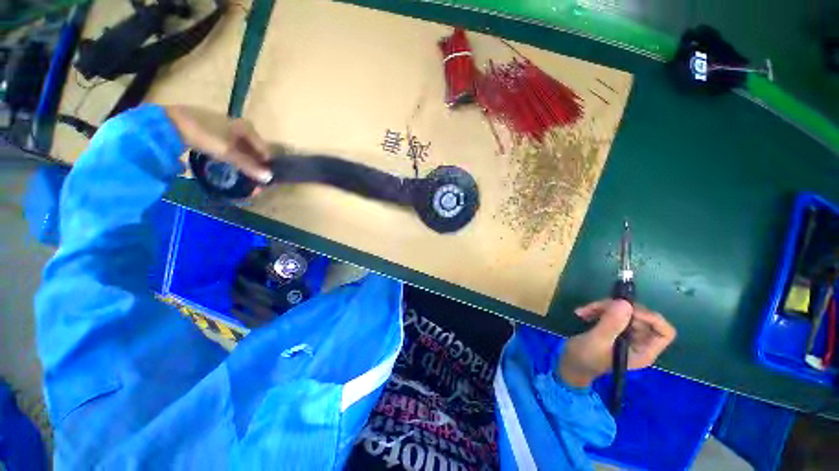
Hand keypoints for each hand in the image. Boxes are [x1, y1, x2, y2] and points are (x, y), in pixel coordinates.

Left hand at [165, 105, 272, 183]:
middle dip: (255, 162)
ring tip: (241, 173)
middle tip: (253, 177)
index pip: (264, 149)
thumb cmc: (205, 135)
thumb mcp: (228, 152)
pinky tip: (227, 162)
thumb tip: (268, 178)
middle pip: (253, 148)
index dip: (265, 164)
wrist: (171, 122)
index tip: (264, 178)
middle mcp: (239, 125)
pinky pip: (229, 144)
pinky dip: (231, 154)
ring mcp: (225, 126)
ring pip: (241, 146)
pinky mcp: (212, 129)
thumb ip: (249, 165)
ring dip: (243, 160)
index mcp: (247, 128)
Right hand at [558, 299, 675, 387]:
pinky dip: (597, 309)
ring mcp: (626, 334)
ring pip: (624, 311)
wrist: (569, 363)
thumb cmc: (584, 359)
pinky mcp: (613, 328)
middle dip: (617, 309)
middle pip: (640, 316)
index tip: (626, 310)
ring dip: (602, 307)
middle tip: (595, 307)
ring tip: (583, 311)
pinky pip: (611, 312)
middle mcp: (639, 342)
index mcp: (643, 351)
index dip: (650, 317)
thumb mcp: (596, 342)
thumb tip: (625, 303)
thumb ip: (611, 324)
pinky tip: (582, 313)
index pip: (664, 332)